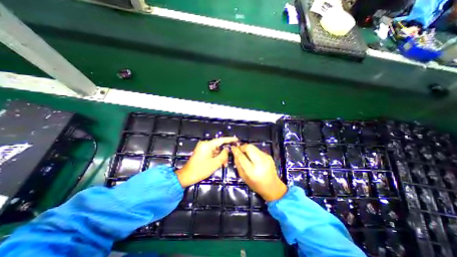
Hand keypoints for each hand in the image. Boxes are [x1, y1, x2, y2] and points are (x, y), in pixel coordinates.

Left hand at [175, 138, 238, 187]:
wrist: (187, 176)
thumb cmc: (201, 170)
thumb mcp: (215, 163)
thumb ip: (223, 155)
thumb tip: (227, 149)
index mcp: (207, 145)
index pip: (221, 140)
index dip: (230, 139)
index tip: (236, 140)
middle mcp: (205, 144)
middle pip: (219, 146)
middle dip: (224, 153)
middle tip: (229, 160)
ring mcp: (203, 148)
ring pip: (216, 150)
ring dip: (220, 157)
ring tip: (224, 164)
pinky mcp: (202, 152)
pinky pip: (212, 153)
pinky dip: (216, 157)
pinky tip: (219, 163)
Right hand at [233, 145, 284, 200]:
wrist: (273, 187)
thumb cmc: (256, 185)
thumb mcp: (244, 177)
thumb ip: (238, 164)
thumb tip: (235, 153)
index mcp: (252, 171)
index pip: (241, 157)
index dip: (236, 150)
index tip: (232, 147)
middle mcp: (260, 163)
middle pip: (249, 147)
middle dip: (242, 147)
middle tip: (238, 149)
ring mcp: (266, 158)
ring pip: (253, 147)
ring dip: (247, 148)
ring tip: (245, 152)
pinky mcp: (269, 156)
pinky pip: (258, 150)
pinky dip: (253, 151)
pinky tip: (252, 156)